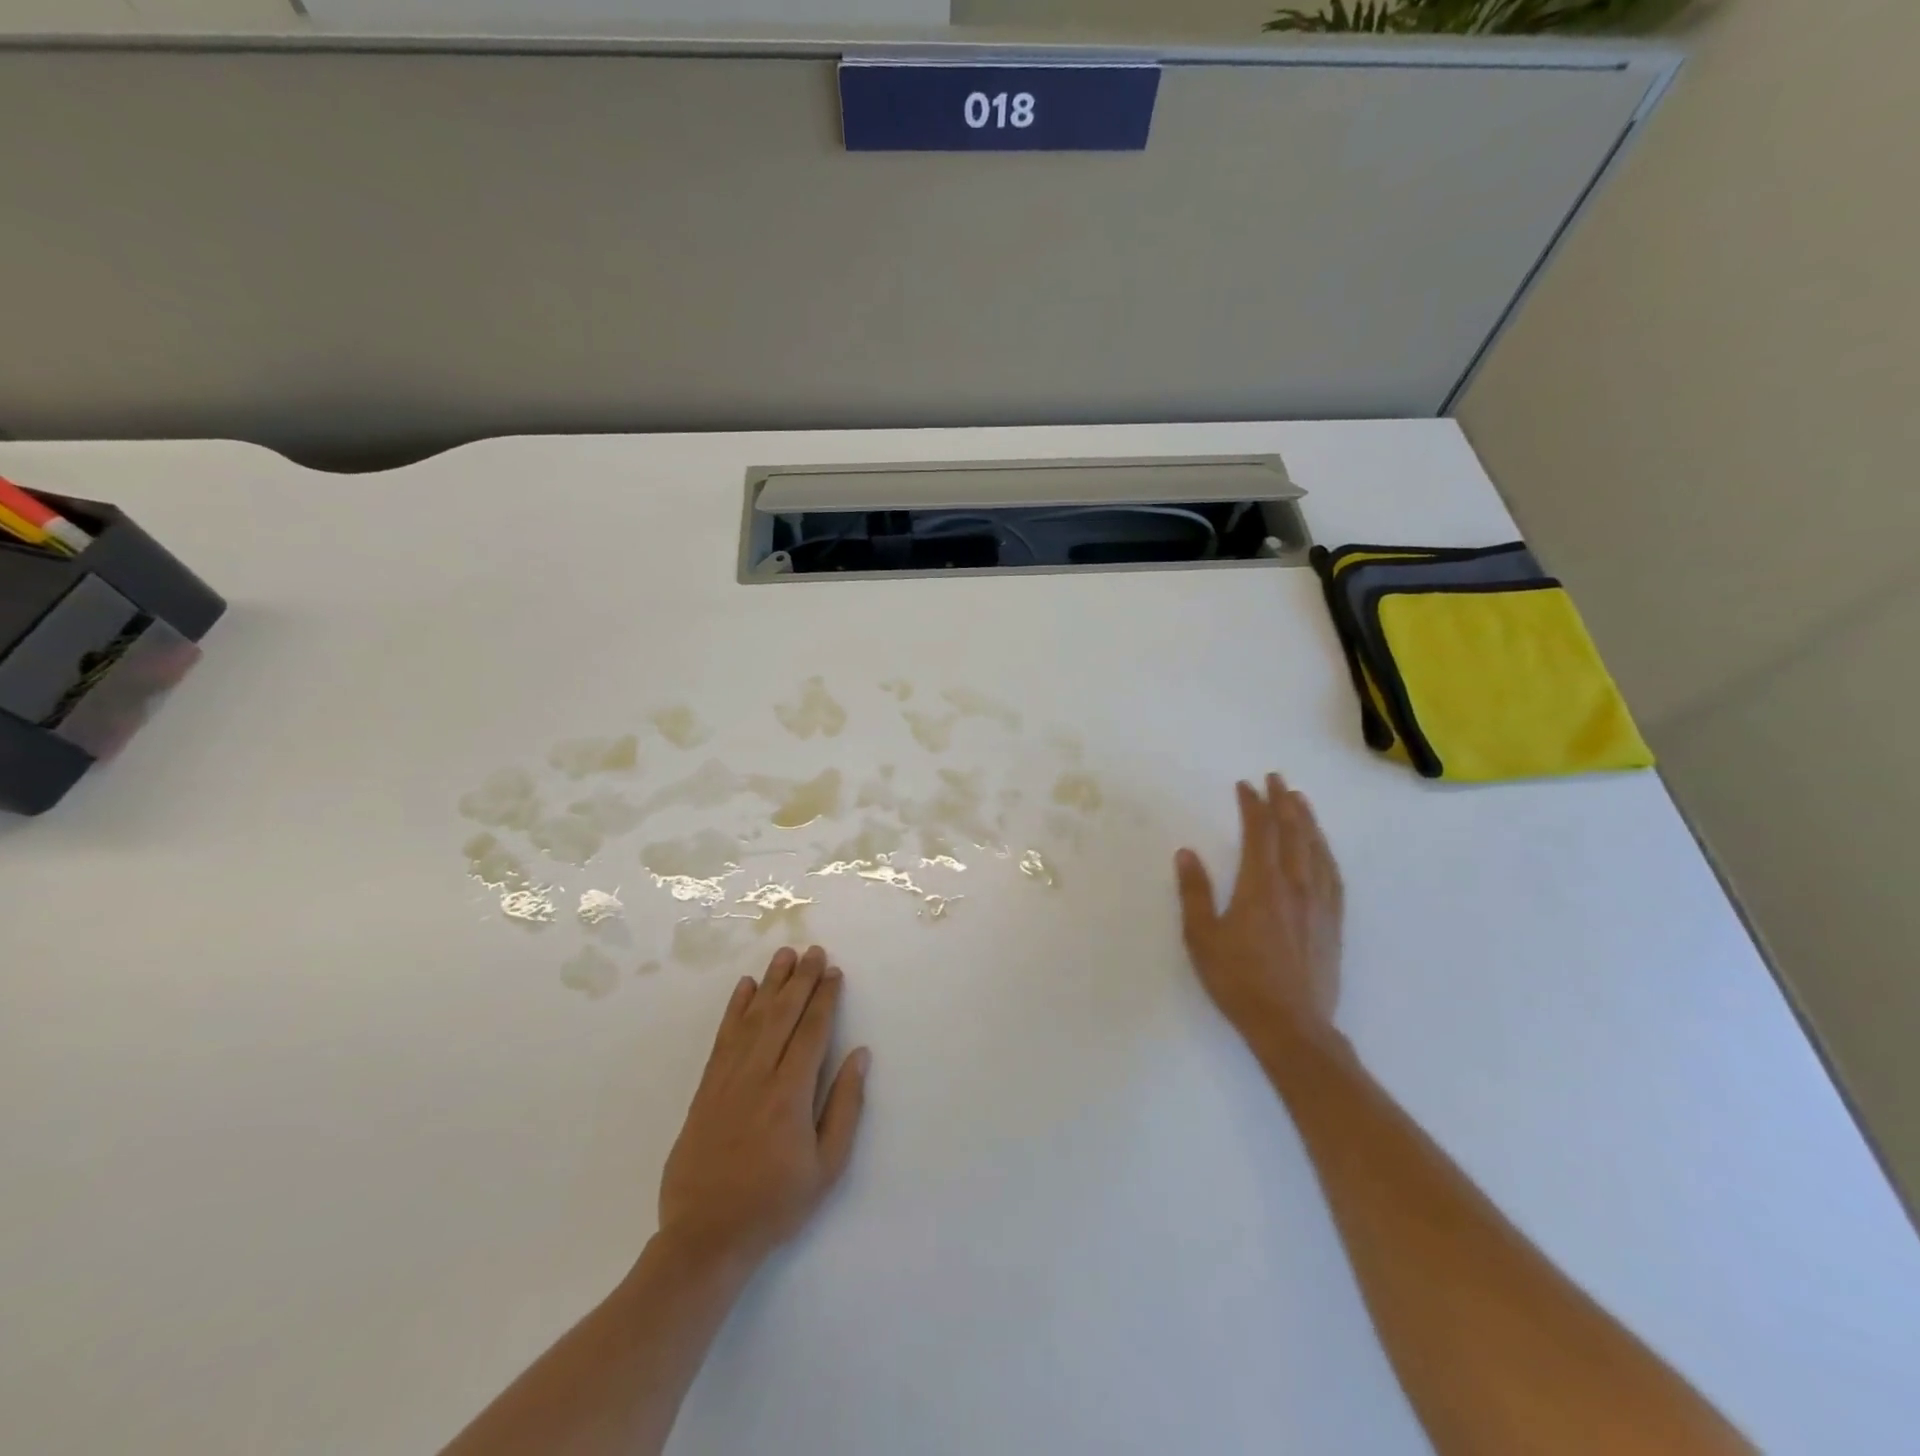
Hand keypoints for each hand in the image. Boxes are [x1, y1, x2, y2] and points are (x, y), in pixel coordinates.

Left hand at [657, 946, 869, 1272]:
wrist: (706, 1236)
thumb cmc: (775, 1203)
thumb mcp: (826, 1167)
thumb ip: (845, 1107)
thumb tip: (859, 1055)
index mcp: (790, 1095)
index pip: (812, 1032)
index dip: (824, 998)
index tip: (834, 972)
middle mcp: (758, 1076)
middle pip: (783, 1015)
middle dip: (801, 979)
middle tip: (814, 951)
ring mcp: (727, 1079)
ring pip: (752, 1018)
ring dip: (771, 983)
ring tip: (784, 954)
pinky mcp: (706, 1088)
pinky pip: (723, 1037)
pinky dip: (735, 1009)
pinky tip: (745, 988)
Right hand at [1175, 774, 1343, 1042]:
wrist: (1291, 1025)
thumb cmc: (1238, 980)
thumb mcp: (1202, 937)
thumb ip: (1195, 892)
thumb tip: (1187, 852)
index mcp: (1261, 885)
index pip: (1259, 833)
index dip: (1253, 806)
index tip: (1246, 786)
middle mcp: (1295, 886)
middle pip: (1292, 833)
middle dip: (1283, 802)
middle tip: (1277, 778)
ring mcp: (1319, 904)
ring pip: (1316, 850)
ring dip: (1308, 821)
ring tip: (1301, 801)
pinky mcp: (1333, 922)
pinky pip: (1332, 875)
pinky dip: (1326, 852)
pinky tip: (1323, 848)